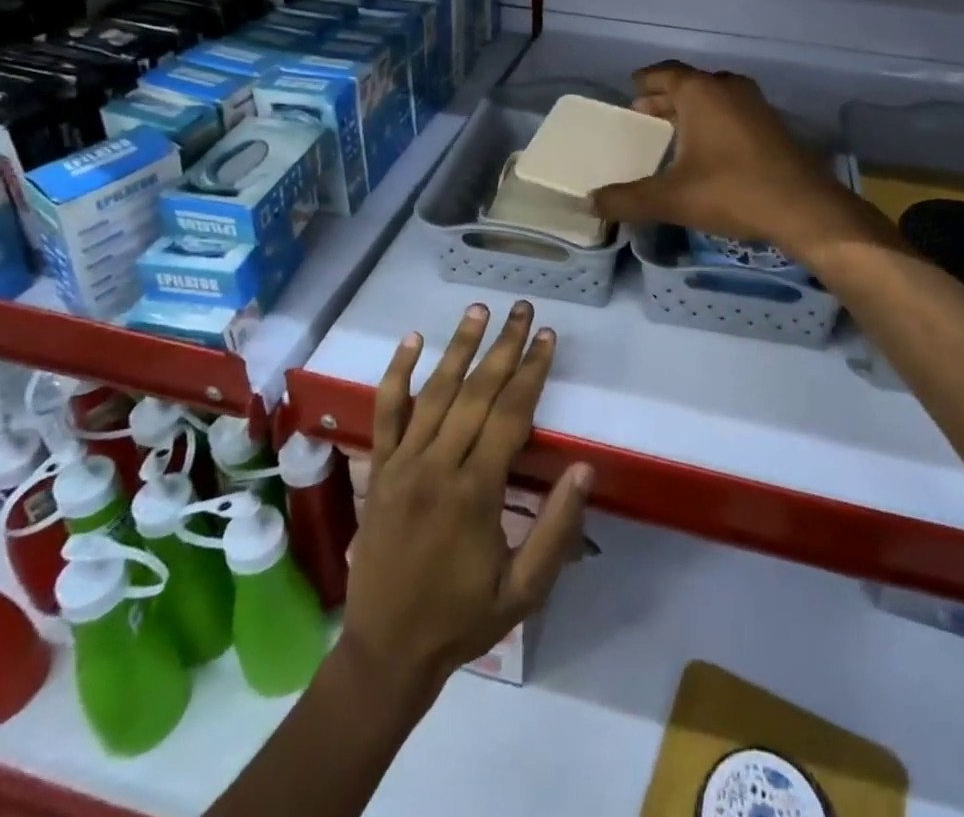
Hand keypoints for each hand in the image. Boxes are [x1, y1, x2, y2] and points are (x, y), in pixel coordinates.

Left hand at [340, 301, 591, 707]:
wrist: (385, 652)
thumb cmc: (462, 619)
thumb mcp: (524, 590)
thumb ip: (557, 530)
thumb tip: (585, 469)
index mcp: (475, 492)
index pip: (510, 415)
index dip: (532, 372)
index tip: (547, 337)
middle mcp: (437, 466)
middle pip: (476, 392)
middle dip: (504, 347)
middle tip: (523, 309)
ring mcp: (402, 464)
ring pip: (434, 392)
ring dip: (459, 346)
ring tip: (480, 310)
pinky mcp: (378, 470)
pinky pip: (386, 413)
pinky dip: (397, 373)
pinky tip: (412, 339)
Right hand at [590, 62, 892, 264]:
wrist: (803, 208)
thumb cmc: (731, 192)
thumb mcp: (671, 199)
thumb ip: (627, 199)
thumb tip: (590, 203)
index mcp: (701, 92)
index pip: (665, 73)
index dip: (646, 80)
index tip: (631, 88)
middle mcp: (728, 88)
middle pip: (689, 84)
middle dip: (664, 97)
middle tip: (643, 114)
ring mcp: (755, 104)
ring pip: (714, 97)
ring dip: (691, 109)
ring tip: (671, 130)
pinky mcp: (772, 125)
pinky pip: (732, 111)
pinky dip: (713, 120)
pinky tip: (706, 147)